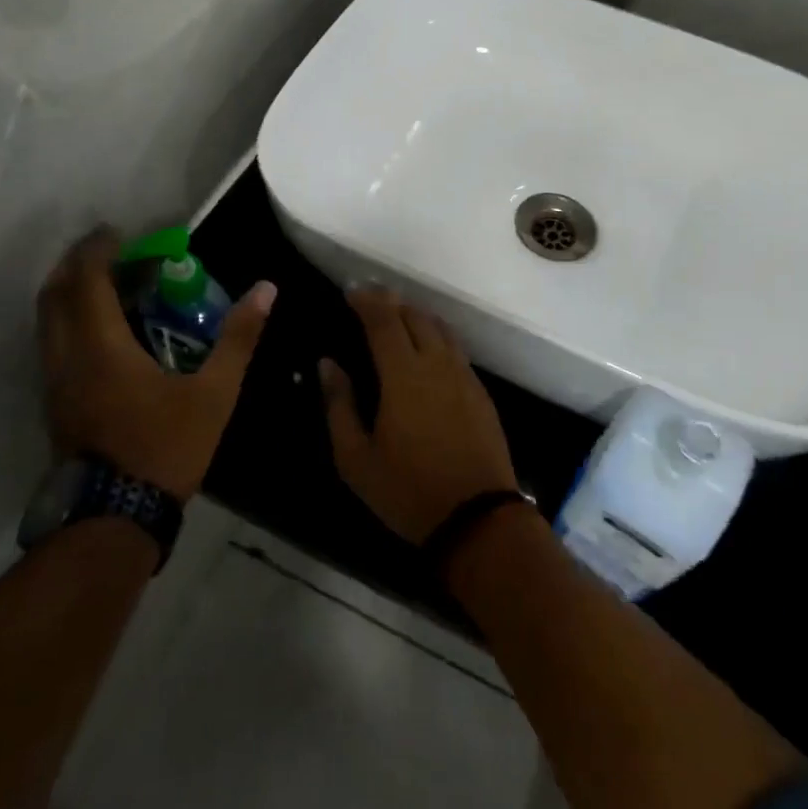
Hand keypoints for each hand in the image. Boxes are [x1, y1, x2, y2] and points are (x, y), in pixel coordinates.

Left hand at [36, 227, 274, 499]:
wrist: (114, 519)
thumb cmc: (165, 448)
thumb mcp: (214, 393)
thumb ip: (238, 338)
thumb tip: (266, 289)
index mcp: (101, 347)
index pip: (86, 281)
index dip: (98, 249)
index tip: (118, 232)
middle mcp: (67, 357)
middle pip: (54, 294)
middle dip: (76, 264)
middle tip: (109, 251)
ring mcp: (55, 383)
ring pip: (47, 321)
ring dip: (69, 293)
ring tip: (106, 285)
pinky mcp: (55, 404)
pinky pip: (52, 344)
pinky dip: (69, 320)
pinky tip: (101, 331)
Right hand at [321, 289, 519, 544]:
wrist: (477, 517)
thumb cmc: (408, 490)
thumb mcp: (356, 458)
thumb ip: (339, 405)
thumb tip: (328, 364)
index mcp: (403, 374)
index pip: (384, 320)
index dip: (366, 300)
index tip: (350, 291)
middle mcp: (436, 363)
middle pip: (414, 315)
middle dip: (390, 301)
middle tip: (369, 299)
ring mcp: (463, 375)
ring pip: (439, 327)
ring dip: (415, 314)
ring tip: (396, 316)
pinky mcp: (479, 390)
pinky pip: (455, 347)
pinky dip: (435, 334)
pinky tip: (426, 347)